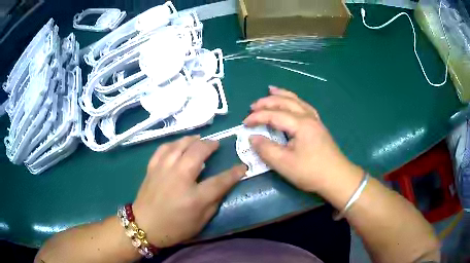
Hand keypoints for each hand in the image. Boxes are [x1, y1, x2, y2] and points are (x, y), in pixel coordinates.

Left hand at [132, 136, 246, 247]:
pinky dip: (173, 143)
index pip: (220, 180)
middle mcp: (179, 177)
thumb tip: (223, 186)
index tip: (243, 166)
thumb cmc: (174, 227)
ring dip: (193, 139)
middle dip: (211, 145)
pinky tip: (178, 144)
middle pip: (199, 152)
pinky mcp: (152, 167)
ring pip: (180, 145)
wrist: (144, 226)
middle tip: (216, 144)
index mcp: (194, 197)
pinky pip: (164, 148)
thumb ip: (213, 202)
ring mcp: (164, 169)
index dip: (234, 173)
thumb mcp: (200, 222)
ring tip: (200, 139)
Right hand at [244, 86, 358, 192]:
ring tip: (271, 89)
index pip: (274, 115)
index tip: (244, 124)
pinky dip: (294, 100)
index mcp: (300, 124)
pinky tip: (292, 102)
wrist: (337, 178)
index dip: (257, 117)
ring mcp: (315, 121)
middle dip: (267, 102)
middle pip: (286, 102)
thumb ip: (266, 149)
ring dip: (282, 95)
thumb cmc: (311, 171)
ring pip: (297, 101)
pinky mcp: (319, 126)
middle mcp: (308, 117)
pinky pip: (304, 106)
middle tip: (253, 105)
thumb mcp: (284, 164)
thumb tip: (253, 138)